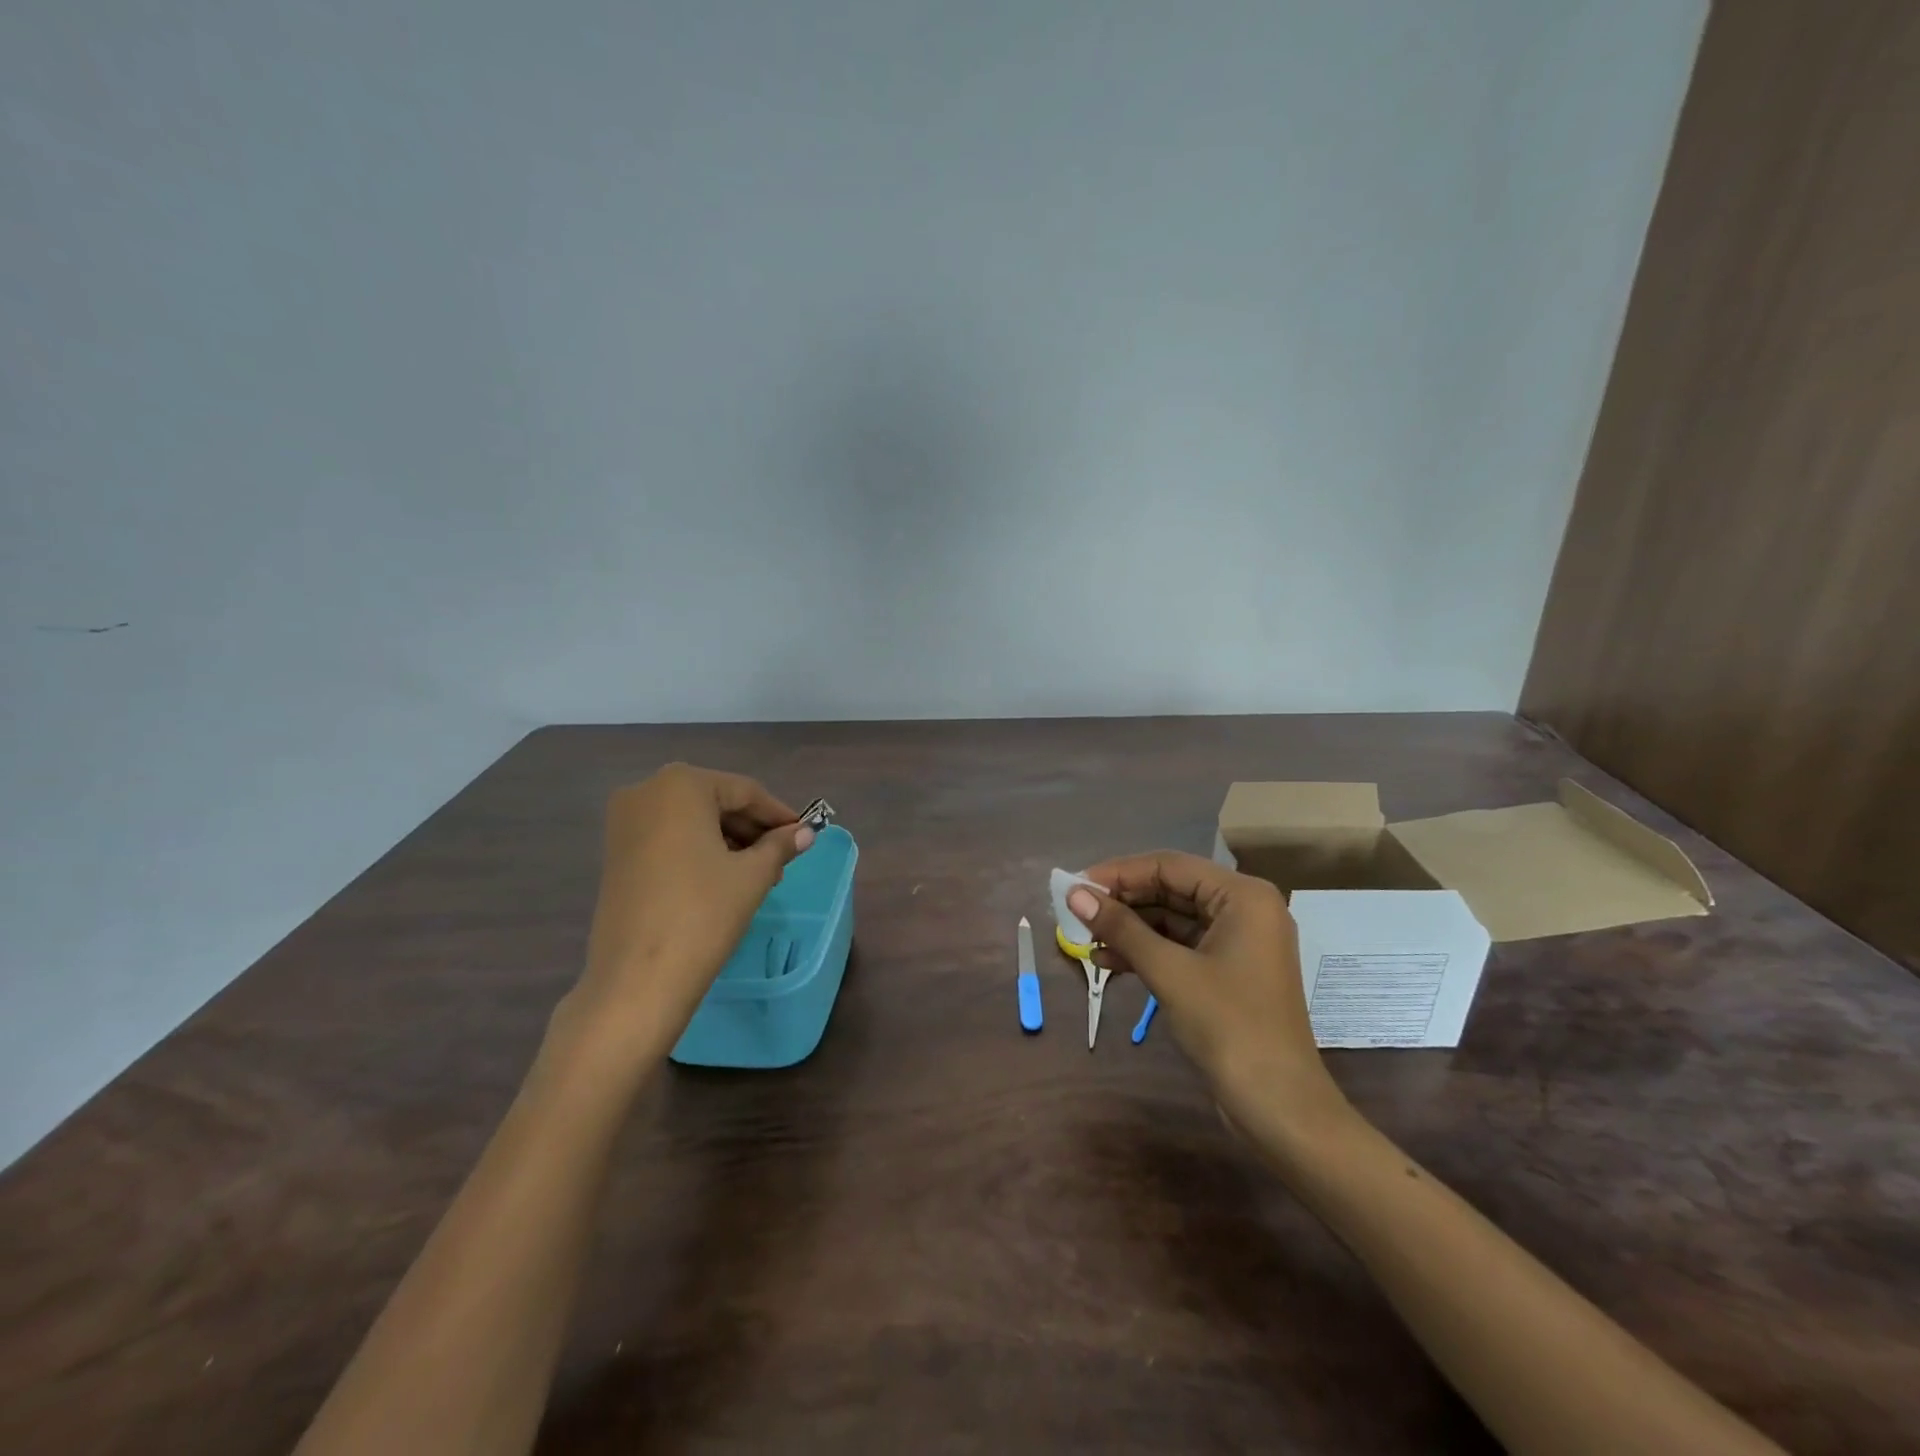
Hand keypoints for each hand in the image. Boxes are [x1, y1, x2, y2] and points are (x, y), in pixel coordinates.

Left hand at [562, 763, 813, 1068]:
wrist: (637, 979)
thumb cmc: (702, 913)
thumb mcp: (752, 875)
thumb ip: (780, 845)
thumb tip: (806, 832)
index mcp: (680, 785)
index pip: (744, 791)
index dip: (778, 814)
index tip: (804, 834)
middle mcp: (646, 791)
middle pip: (715, 802)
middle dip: (752, 830)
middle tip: (783, 859)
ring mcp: (624, 823)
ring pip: (692, 821)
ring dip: (728, 841)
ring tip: (759, 874)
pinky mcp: (615, 853)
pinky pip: (669, 838)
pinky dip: (699, 851)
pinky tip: (724, 878)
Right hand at [1070, 851, 1349, 1136]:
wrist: (1278, 1106)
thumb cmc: (1229, 1026)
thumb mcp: (1169, 971)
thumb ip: (1121, 928)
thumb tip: (1074, 894)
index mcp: (1242, 896)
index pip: (1169, 866)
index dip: (1119, 873)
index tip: (1075, 885)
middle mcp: (1243, 909)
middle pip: (1170, 889)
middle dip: (1122, 902)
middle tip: (1075, 911)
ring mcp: (1236, 941)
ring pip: (1171, 919)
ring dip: (1129, 928)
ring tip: (1084, 938)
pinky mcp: (1226, 971)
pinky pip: (1179, 946)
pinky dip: (1145, 951)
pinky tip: (1107, 962)